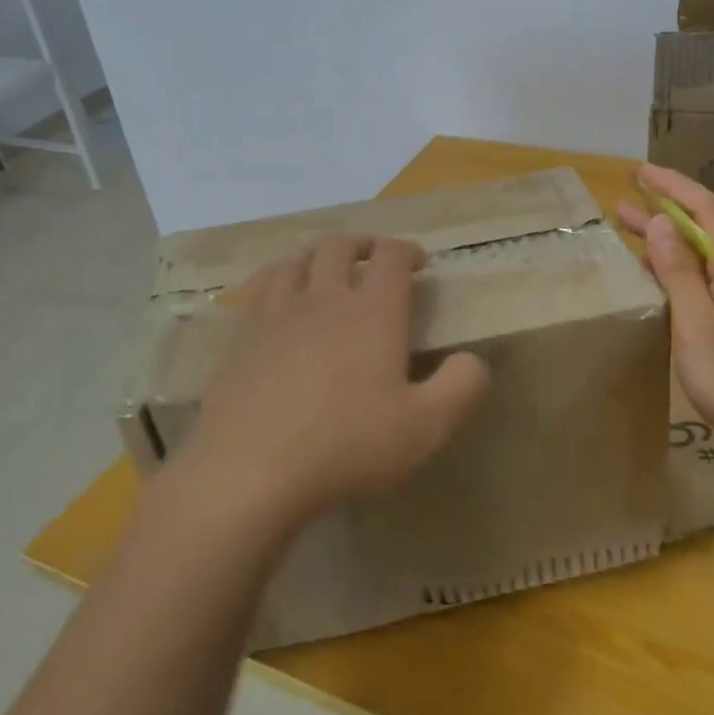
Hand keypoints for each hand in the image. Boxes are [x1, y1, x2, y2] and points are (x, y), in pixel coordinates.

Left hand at [187, 234, 490, 526]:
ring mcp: (276, 313)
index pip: (391, 256)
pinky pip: (260, 286)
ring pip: (296, 259)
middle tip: (372, 259)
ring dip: (318, 255)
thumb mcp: (426, 427)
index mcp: (372, 311)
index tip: (418, 263)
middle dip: (361, 244)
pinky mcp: (241, 335)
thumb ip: (462, 386)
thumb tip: (472, 359)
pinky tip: (279, 295)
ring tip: (326, 268)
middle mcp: (324, 298)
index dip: (407, 250)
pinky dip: (278, 277)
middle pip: (340, 246)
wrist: (250, 470)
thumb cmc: (346, 445)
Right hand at [616, 165, 713, 459]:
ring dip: (666, 245)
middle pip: (702, 233)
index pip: (706, 210)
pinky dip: (674, 277)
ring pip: (700, 263)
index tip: (638, 171)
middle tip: (621, 204)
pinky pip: (701, 290)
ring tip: (629, 237)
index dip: (673, 186)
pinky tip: (656, 288)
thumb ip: (679, 275)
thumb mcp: (700, 327)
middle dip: (663, 212)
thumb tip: (660, 223)